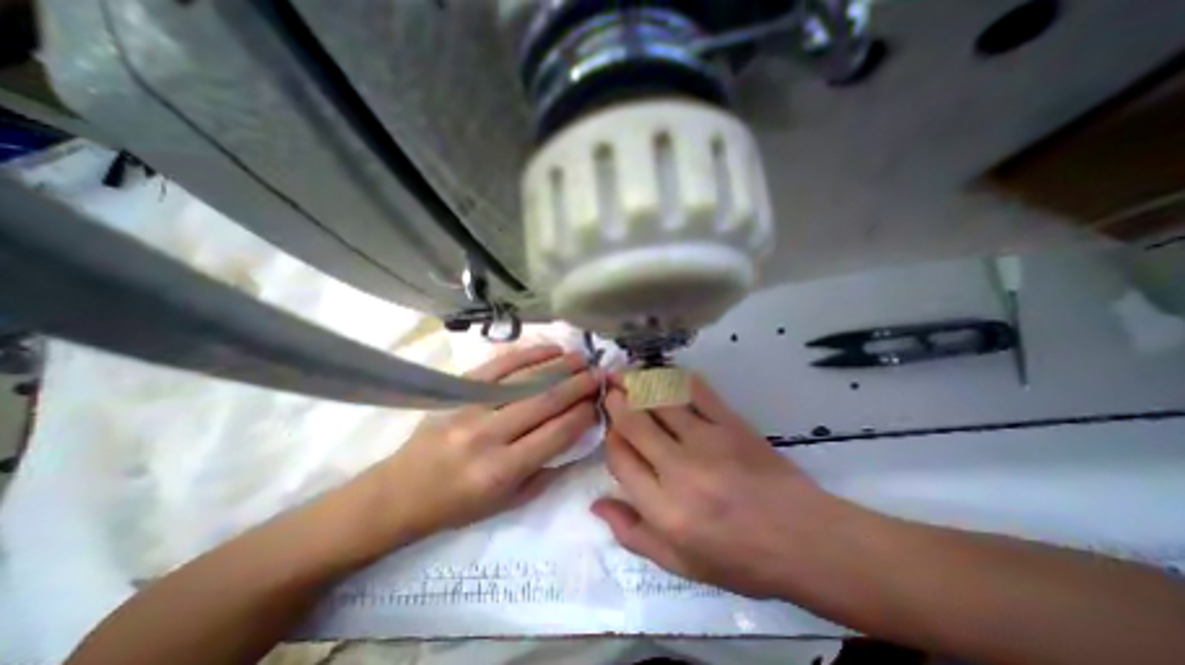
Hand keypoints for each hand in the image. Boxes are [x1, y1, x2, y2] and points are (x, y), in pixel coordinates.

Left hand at [367, 346, 597, 542]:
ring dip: (560, 366)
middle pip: (546, 401)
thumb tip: (578, 437)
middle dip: (579, 385)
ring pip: (527, 380)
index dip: (584, 414)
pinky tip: (550, 349)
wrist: (399, 492)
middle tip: (600, 374)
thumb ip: (547, 470)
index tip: (600, 401)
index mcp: (503, 470)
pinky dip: (529, 354)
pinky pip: (500, 365)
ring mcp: (472, 407)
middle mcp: (490, 435)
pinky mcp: (459, 390)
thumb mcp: (508, 503)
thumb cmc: (457, 504)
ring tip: (583, 358)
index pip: (557, 433)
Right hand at [593, 373, 842, 596]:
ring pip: (660, 401)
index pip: (620, 459)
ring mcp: (707, 441)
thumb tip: (596, 505)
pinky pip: (697, 392)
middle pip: (634, 423)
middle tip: (610, 389)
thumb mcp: (680, 564)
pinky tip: (664, 374)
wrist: (803, 539)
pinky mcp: (731, 424)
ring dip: (638, 383)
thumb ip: (633, 534)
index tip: (611, 430)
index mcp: (664, 509)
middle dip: (616, 402)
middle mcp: (680, 470)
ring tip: (626, 374)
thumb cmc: (739, 558)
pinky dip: (676, 378)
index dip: (610, 439)